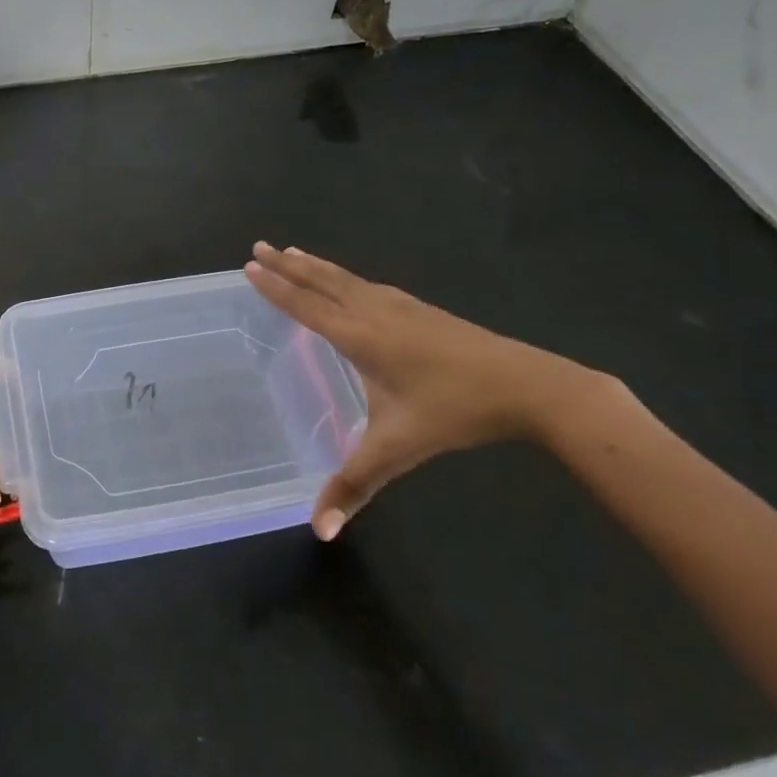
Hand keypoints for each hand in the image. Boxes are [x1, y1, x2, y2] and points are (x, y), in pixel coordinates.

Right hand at [245, 242, 594, 539]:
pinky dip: (344, 276)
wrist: (527, 385)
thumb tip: (319, 531)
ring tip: (293, 252)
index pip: (307, 305)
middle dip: (288, 264)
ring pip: (347, 278)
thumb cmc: (455, 411)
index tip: (250, 265)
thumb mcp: (399, 449)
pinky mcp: (421, 310)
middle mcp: (375, 312)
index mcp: (361, 336)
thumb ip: (355, 485)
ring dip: (315, 265)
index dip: (276, 287)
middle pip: (323, 281)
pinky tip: (352, 283)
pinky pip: (368, 285)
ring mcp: (401, 306)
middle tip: (259, 246)